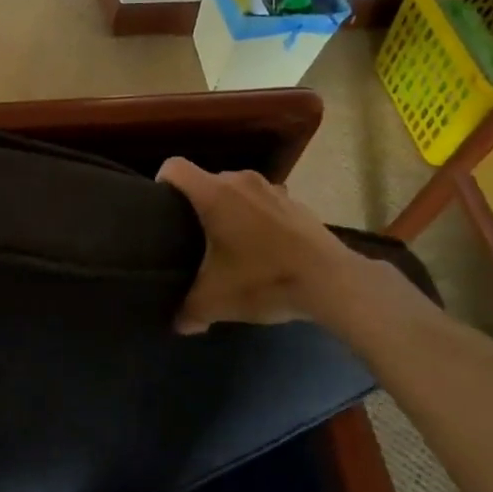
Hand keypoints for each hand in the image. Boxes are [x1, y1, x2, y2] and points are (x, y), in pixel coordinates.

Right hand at [157, 158, 399, 336]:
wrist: (332, 282)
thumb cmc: (264, 279)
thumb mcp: (216, 301)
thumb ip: (189, 311)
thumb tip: (178, 324)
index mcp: (214, 194)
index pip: (174, 167)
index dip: (161, 183)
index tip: (160, 209)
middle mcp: (241, 181)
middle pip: (205, 180)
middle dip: (196, 204)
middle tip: (192, 237)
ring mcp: (273, 189)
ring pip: (237, 191)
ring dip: (230, 210)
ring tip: (229, 242)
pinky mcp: (296, 203)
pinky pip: (264, 203)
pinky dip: (257, 218)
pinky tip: (263, 249)